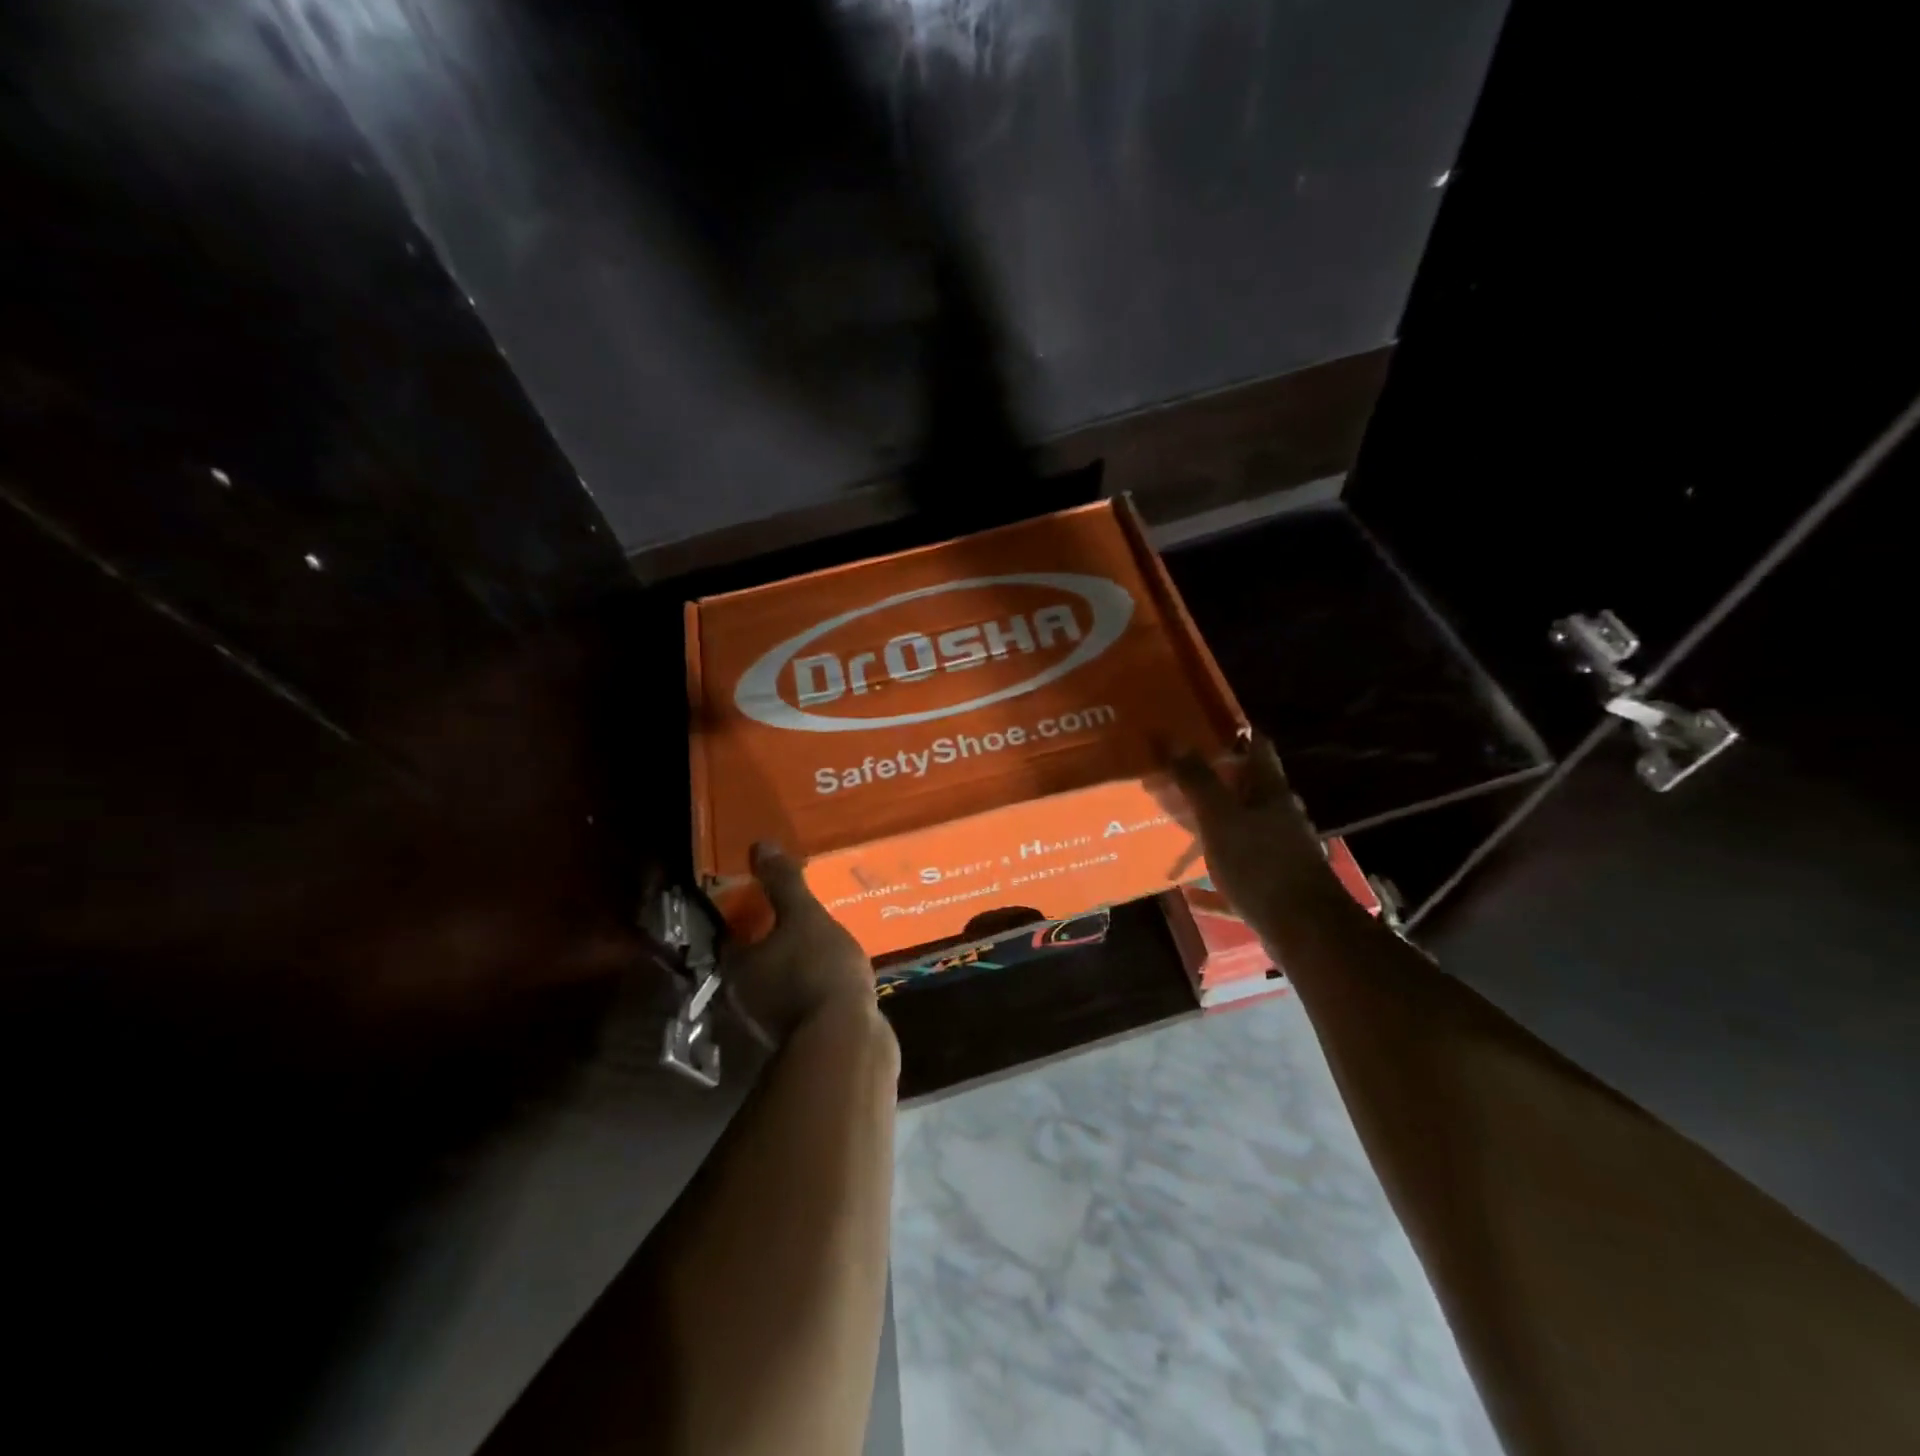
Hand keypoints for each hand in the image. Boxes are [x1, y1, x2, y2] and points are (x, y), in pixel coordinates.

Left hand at [721, 842, 879, 1041]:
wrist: (846, 1043)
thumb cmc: (817, 970)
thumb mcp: (804, 916)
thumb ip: (783, 883)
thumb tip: (758, 845)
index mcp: (737, 967)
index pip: (731, 934)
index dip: (747, 913)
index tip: (767, 896)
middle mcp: (745, 998)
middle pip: (754, 960)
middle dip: (773, 940)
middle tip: (800, 915)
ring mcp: (772, 1023)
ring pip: (779, 983)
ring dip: (795, 965)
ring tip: (823, 941)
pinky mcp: (802, 1038)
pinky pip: (804, 1002)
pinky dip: (813, 986)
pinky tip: (837, 973)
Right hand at [1170, 737, 1345, 931]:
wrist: (1306, 931)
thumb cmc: (1262, 865)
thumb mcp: (1220, 819)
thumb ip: (1197, 781)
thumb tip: (1172, 738)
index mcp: (1272, 793)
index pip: (1257, 748)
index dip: (1234, 733)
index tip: (1203, 726)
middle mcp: (1281, 817)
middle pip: (1250, 789)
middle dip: (1218, 781)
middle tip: (1180, 776)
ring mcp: (1282, 852)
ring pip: (1245, 829)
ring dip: (1217, 825)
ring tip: (1182, 825)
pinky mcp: (1277, 886)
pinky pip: (1240, 874)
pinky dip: (1217, 877)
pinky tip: (1192, 892)